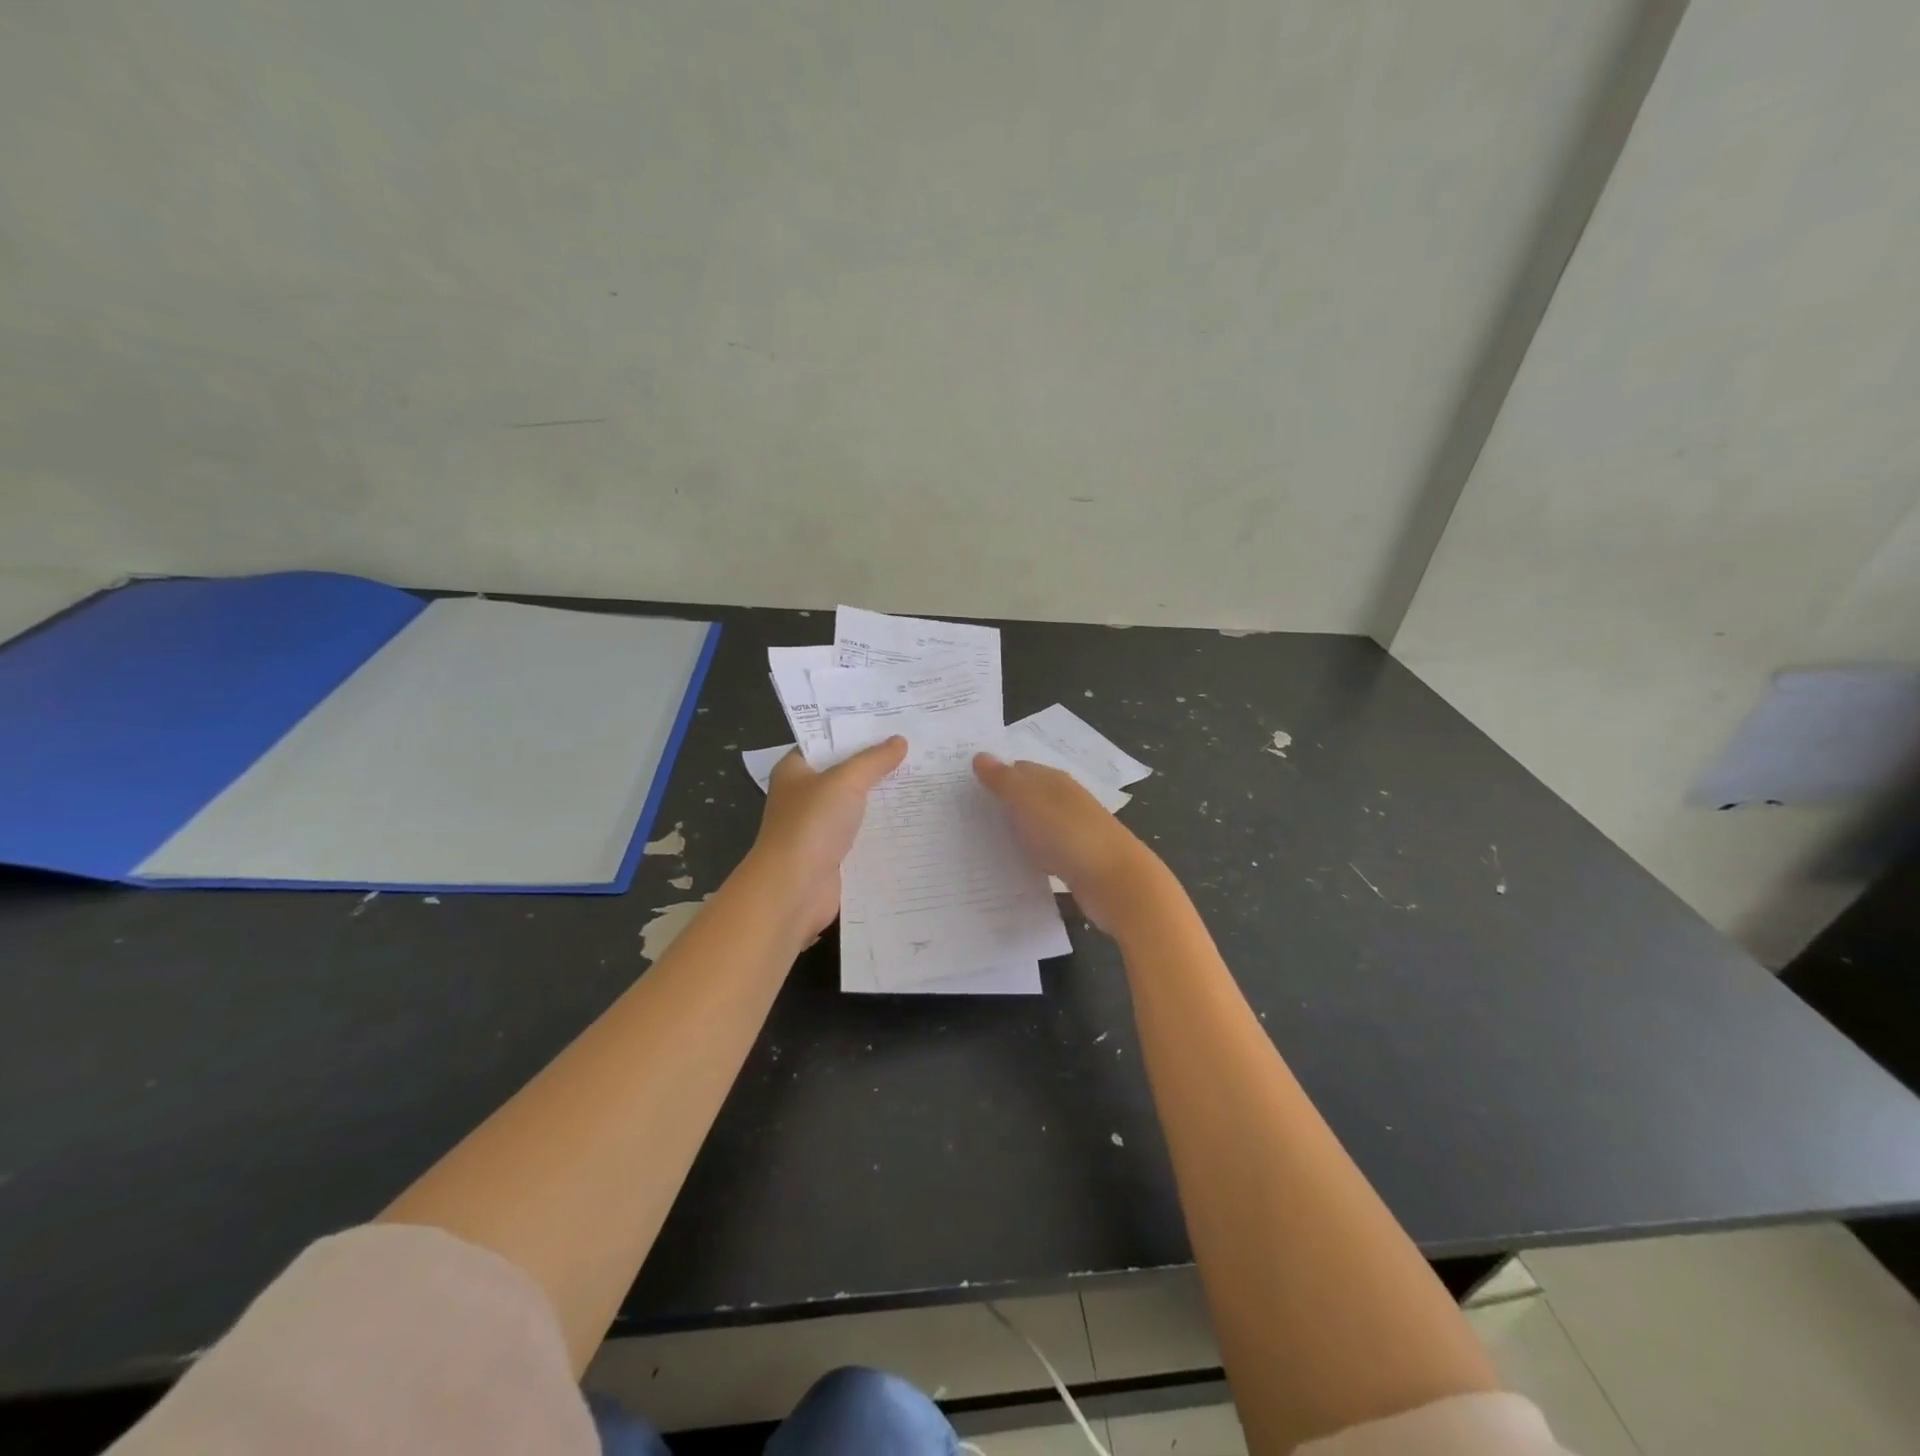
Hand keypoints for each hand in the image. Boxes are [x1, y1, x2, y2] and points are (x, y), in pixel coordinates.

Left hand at [752, 738, 906, 937]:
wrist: (794, 890)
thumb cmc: (811, 825)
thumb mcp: (845, 781)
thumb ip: (873, 760)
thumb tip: (899, 741)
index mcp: (795, 770)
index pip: (826, 741)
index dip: (856, 731)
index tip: (892, 721)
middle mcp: (804, 795)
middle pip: (845, 772)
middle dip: (877, 764)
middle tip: (918, 747)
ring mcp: (819, 827)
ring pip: (857, 805)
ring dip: (884, 797)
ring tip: (924, 779)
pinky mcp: (834, 854)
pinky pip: (863, 834)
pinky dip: (884, 828)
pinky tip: (914, 818)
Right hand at [973, 754, 1161, 932]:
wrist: (1115, 882)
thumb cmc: (1069, 834)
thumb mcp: (1029, 802)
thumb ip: (1003, 781)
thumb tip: (980, 755)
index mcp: (1054, 781)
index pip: (1018, 769)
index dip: (993, 774)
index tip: (963, 787)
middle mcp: (1064, 801)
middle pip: (1026, 796)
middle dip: (999, 802)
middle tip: (961, 814)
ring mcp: (1071, 831)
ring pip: (1034, 824)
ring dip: (1012, 829)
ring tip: (977, 840)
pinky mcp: (1074, 860)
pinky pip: (1042, 851)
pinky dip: (1025, 853)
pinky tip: (1008, 864)